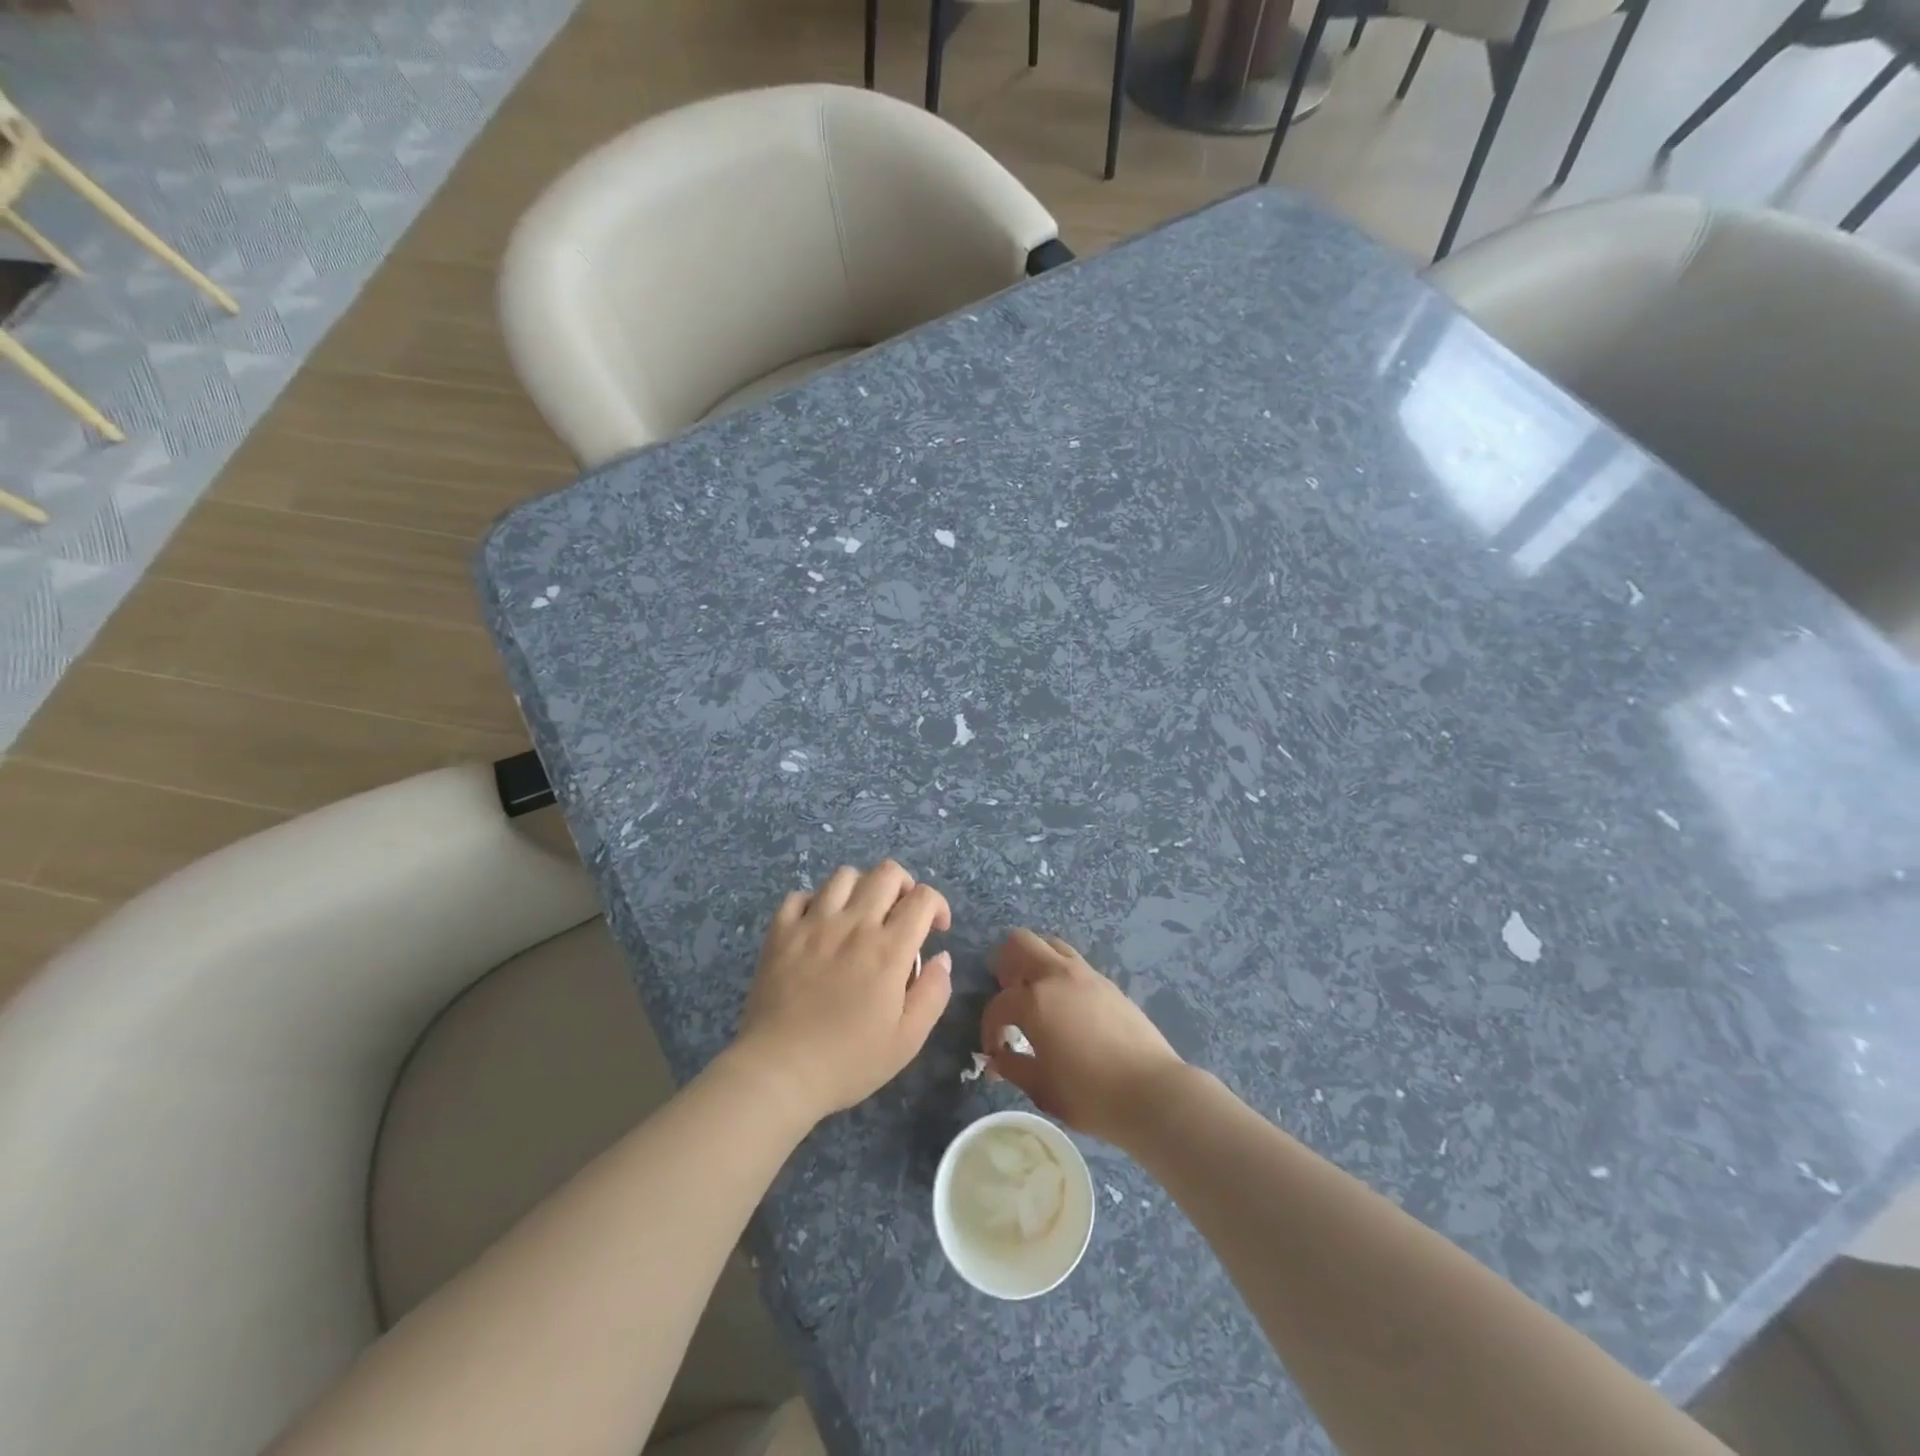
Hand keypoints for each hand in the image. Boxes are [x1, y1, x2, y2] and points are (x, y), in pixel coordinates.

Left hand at [734, 861, 952, 1122]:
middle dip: (904, 886)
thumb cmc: (848, 1061)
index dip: (937, 905)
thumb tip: (942, 957)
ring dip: (861, 888)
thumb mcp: (907, 1040)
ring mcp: (813, 924)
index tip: (936, 929)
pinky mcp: (781, 932)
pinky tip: (819, 925)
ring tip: (860, 915)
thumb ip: (933, 993)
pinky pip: (799, 895)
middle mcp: (854, 924)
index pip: (922, 898)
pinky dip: (815, 902)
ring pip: (844, 875)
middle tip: (901, 915)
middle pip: (886, 873)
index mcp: (889, 949)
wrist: (779, 1071)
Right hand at [981, 929, 1184, 1146]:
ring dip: (1035, 962)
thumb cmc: (1091, 1095)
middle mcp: (1058, 976)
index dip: (990, 1028)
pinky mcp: (1109, 983)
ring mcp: (1087, 975)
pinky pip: (1074, 964)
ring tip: (1036, 996)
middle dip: (1006, 966)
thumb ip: (1014, 1068)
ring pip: (1050, 945)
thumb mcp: (1042, 1089)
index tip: (996, 1052)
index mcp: (1035, 1001)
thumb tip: (998, 1059)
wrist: (1153, 1092)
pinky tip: (1066, 1007)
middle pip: (1020, 943)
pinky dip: (1060, 975)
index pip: (998, 1004)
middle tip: (1008, 997)